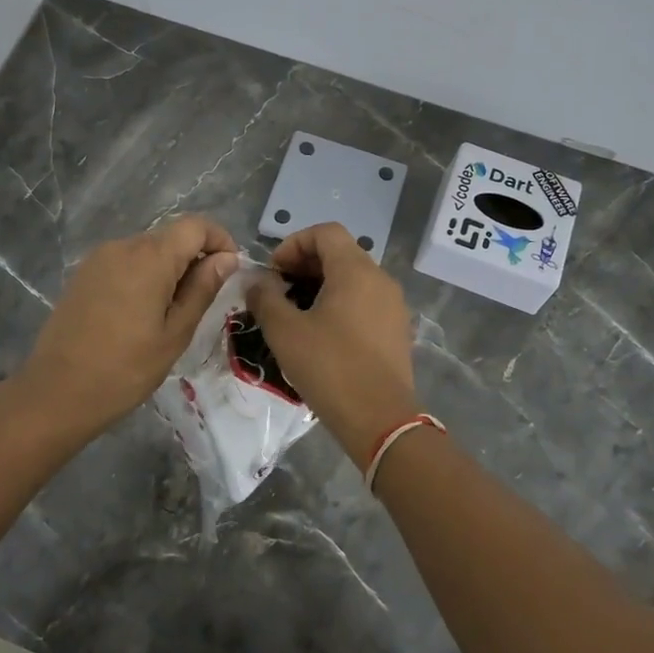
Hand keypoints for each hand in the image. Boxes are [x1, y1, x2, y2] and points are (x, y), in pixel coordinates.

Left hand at [16, 215, 240, 439]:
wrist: (57, 392)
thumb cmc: (125, 369)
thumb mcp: (175, 333)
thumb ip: (203, 289)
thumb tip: (227, 258)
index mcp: (150, 257)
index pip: (196, 226)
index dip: (220, 240)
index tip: (229, 272)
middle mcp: (123, 245)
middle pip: (171, 237)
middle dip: (194, 259)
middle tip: (201, 303)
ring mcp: (99, 258)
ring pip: (148, 250)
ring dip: (168, 270)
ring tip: (169, 314)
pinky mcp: (84, 274)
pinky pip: (125, 263)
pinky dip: (143, 276)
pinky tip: (139, 314)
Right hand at [247, 223, 420, 465]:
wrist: (381, 420)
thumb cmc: (330, 368)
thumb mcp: (285, 331)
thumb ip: (265, 298)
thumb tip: (257, 281)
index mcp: (356, 271)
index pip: (325, 232)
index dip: (294, 243)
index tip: (274, 272)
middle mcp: (380, 279)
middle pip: (340, 253)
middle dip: (304, 265)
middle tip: (278, 291)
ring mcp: (393, 305)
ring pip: (353, 279)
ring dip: (321, 285)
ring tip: (295, 314)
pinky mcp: (396, 330)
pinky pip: (364, 301)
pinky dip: (340, 304)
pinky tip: (320, 334)